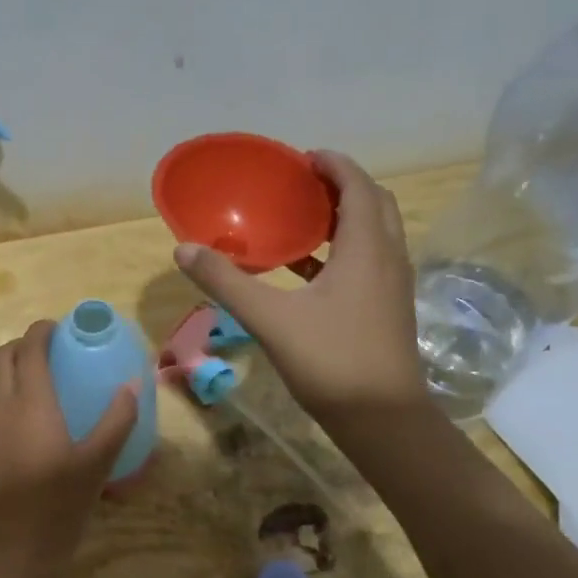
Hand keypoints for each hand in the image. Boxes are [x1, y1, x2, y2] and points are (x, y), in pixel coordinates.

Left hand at [0, 319, 139, 577]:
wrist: (6, 556)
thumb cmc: (54, 508)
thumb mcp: (96, 465)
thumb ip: (116, 421)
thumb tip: (132, 384)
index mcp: (28, 404)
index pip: (27, 349)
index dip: (42, 330)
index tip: (63, 327)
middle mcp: (1, 409)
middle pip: (1, 358)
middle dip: (24, 344)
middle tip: (57, 350)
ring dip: (16, 368)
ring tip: (53, 379)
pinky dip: (14, 393)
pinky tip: (44, 418)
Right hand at [174, 150, 426, 421]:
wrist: (383, 419)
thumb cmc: (331, 361)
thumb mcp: (271, 319)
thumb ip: (227, 282)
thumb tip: (184, 249)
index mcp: (366, 248)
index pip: (358, 186)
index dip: (333, 164)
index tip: (302, 157)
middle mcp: (388, 257)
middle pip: (374, 203)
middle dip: (342, 186)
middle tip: (302, 185)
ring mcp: (393, 285)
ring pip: (375, 233)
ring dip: (345, 218)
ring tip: (303, 220)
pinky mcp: (389, 308)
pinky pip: (370, 261)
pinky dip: (344, 251)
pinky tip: (308, 272)